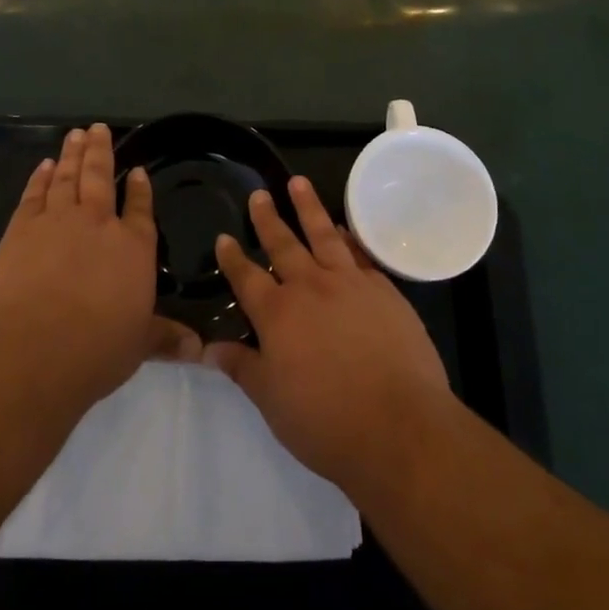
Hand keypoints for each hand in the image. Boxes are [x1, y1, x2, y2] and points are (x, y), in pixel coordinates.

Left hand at [0, 124, 200, 402]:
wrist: (35, 347)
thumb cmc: (97, 349)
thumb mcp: (139, 345)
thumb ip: (165, 338)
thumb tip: (199, 349)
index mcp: (133, 248)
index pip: (140, 210)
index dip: (139, 190)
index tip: (137, 171)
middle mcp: (99, 223)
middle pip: (100, 177)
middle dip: (101, 151)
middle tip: (98, 128)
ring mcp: (58, 220)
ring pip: (68, 177)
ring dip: (73, 154)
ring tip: (76, 133)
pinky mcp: (23, 227)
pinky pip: (35, 193)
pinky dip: (41, 177)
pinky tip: (45, 165)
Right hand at [205, 176, 453, 491]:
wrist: (399, 426)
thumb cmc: (326, 421)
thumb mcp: (272, 401)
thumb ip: (242, 368)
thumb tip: (209, 347)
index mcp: (278, 314)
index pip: (247, 277)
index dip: (233, 258)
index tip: (224, 238)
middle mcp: (311, 288)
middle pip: (283, 244)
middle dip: (268, 218)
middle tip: (259, 194)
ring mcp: (350, 284)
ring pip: (323, 234)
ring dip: (308, 207)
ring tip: (298, 183)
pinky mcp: (384, 290)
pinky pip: (359, 253)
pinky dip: (347, 237)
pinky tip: (342, 229)